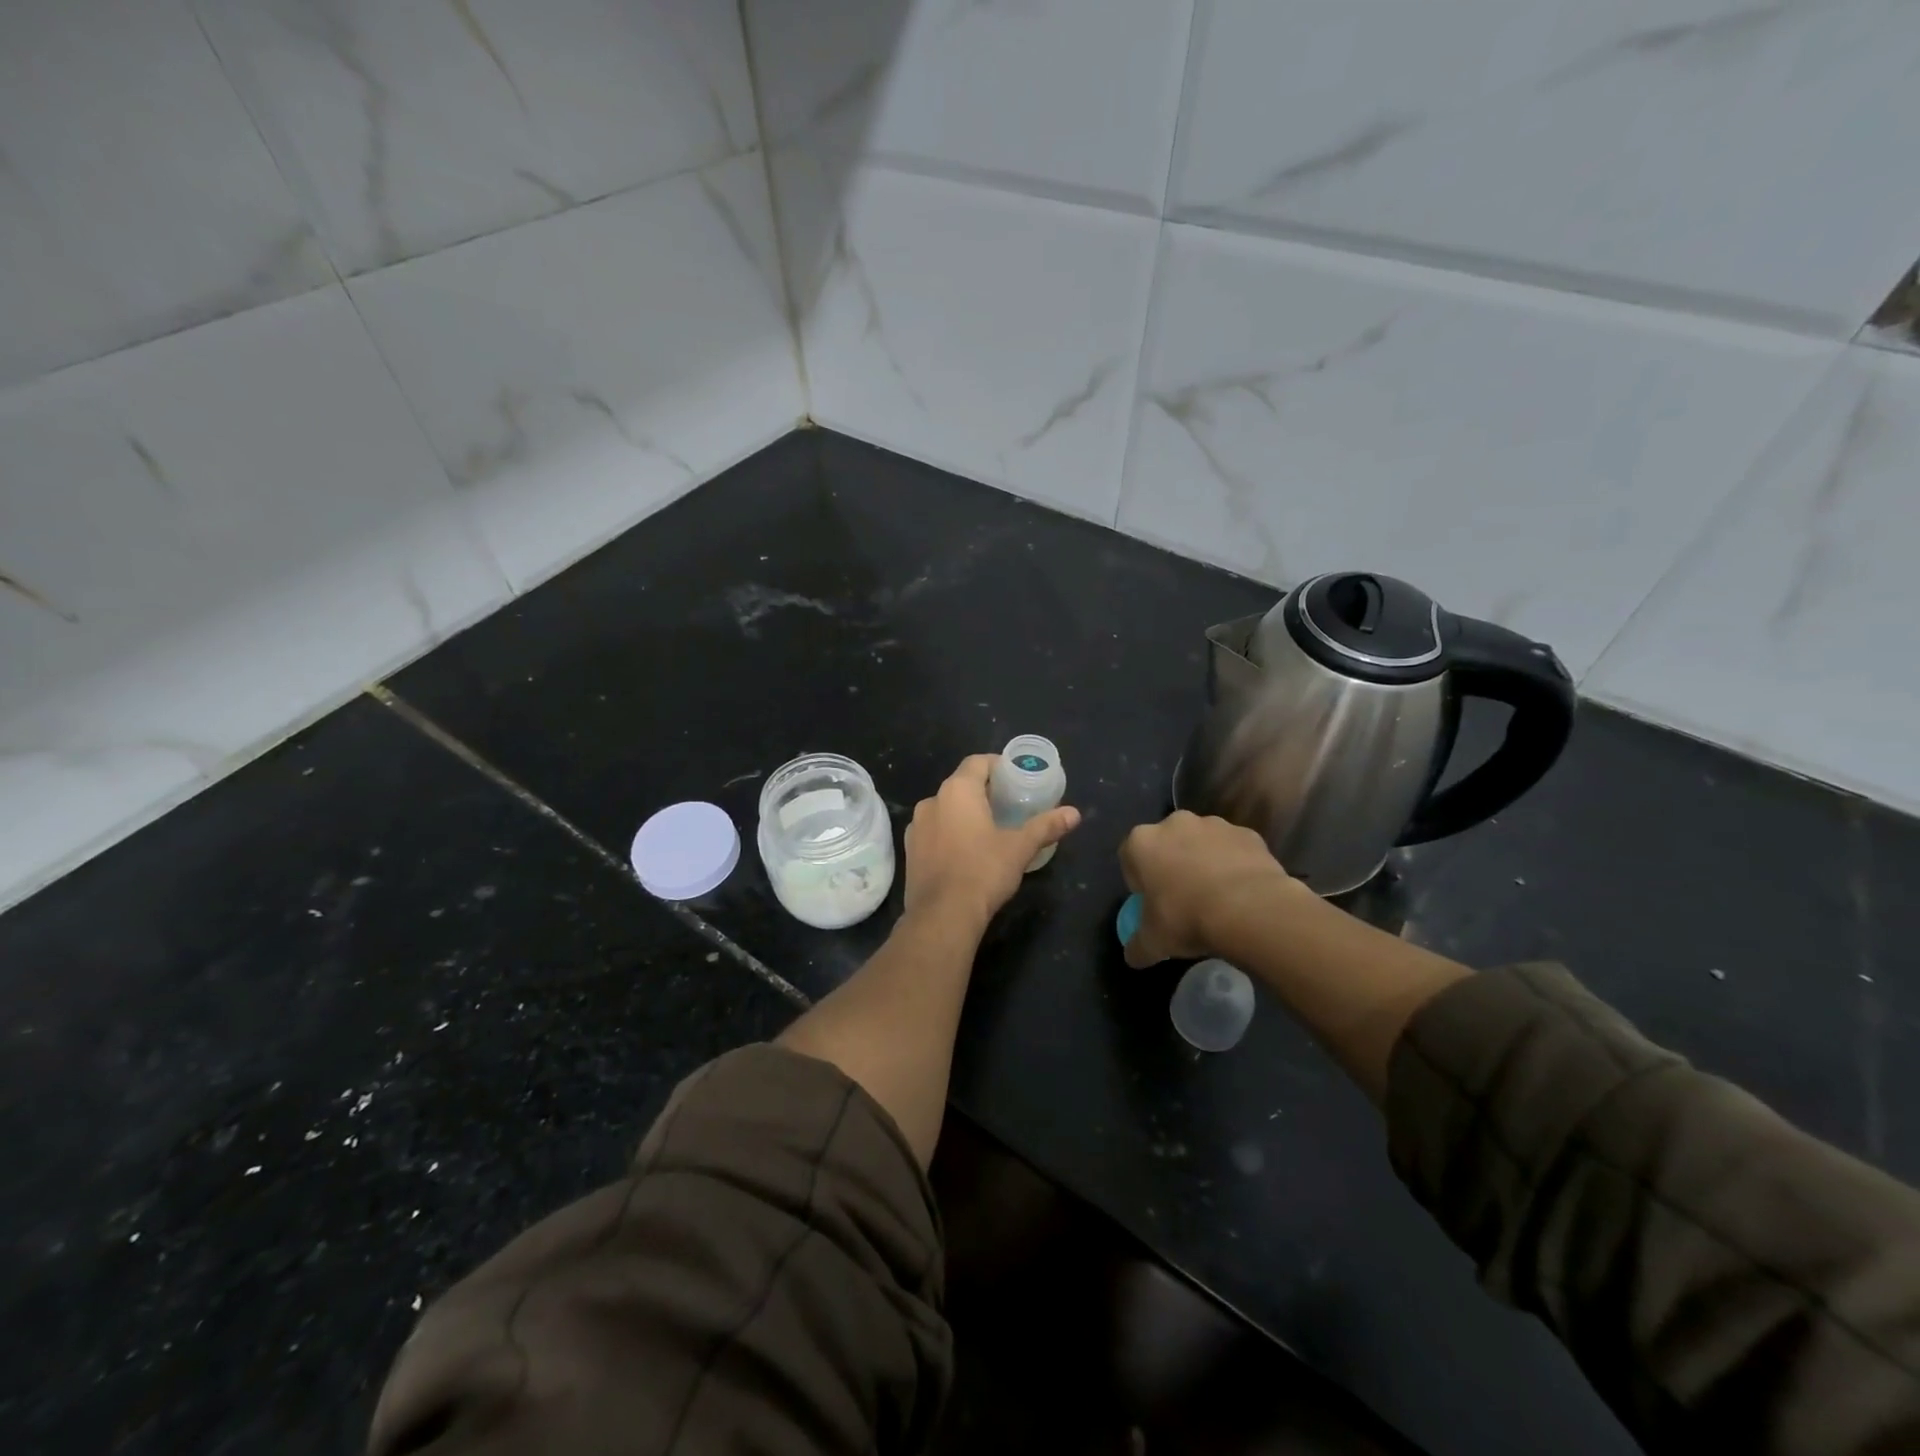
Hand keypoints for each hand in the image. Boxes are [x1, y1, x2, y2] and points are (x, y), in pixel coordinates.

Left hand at [904, 755, 1080, 927]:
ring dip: (964, 813)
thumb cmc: (983, 872)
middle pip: (960, 785)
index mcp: (957, 791)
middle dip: (983, 791)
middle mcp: (931, 801)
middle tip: (1008, 805)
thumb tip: (1075, 813)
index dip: (997, 765)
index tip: (1014, 778)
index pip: (977, 762)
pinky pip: (934, 831)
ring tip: (988, 829)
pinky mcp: (910, 851)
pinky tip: (966, 852)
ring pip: (945, 809)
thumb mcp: (1020, 847)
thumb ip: (1046, 826)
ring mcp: (916, 827)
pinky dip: (949, 833)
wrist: (942, 916)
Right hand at [1118, 811, 1302, 966]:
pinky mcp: (1247, 833)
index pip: (1130, 858)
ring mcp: (1214, 825)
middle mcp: (1175, 824)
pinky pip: (1234, 850)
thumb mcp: (1154, 942)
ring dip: (1204, 863)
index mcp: (1142, 842)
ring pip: (1202, 844)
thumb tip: (1132, 956)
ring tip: (1217, 898)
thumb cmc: (1187, 918)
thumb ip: (1137, 946)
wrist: (1251, 909)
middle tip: (1183, 900)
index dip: (1140, 882)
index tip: (1152, 904)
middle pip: (1167, 845)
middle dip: (1172, 866)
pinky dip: (1234, 865)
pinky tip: (1242, 893)